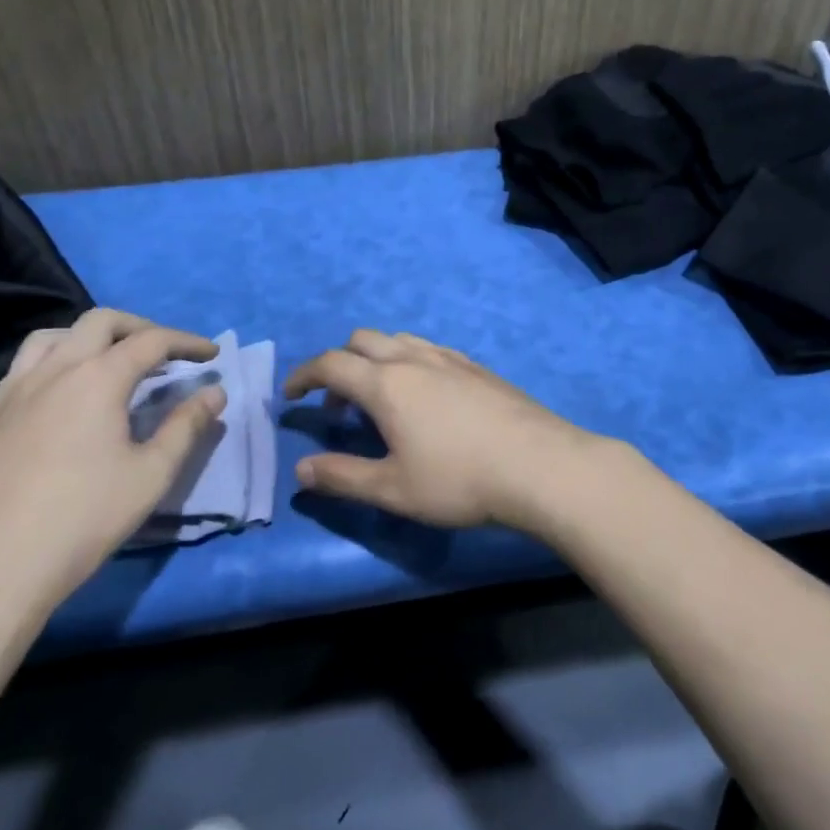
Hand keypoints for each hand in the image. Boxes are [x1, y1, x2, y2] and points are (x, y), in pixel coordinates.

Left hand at [0, 309, 223, 619]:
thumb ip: (187, 427)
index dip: (186, 342)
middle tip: (164, 352)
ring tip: (109, 363)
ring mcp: (10, 391)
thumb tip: (214, 392)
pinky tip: (61, 400)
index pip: (151, 341)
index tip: (210, 354)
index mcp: (97, 378)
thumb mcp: (151, 475)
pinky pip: (22, 369)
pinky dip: (54, 364)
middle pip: (100, 322)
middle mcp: (52, 370)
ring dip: (90, 338)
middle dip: (139, 327)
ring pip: (52, 337)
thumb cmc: (81, 521)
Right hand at [283, 330, 612, 529]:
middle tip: (338, 405)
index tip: (290, 396)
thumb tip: (300, 470)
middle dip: (339, 363)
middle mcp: (414, 359)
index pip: (331, 364)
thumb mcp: (393, 489)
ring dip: (376, 359)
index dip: (303, 376)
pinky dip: (409, 362)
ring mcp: (450, 358)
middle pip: (363, 340)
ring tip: (381, 399)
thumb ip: (343, 477)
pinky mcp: (477, 367)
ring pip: (399, 340)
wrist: (539, 464)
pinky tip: (426, 397)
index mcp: (387, 383)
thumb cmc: (459, 480)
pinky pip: (430, 350)